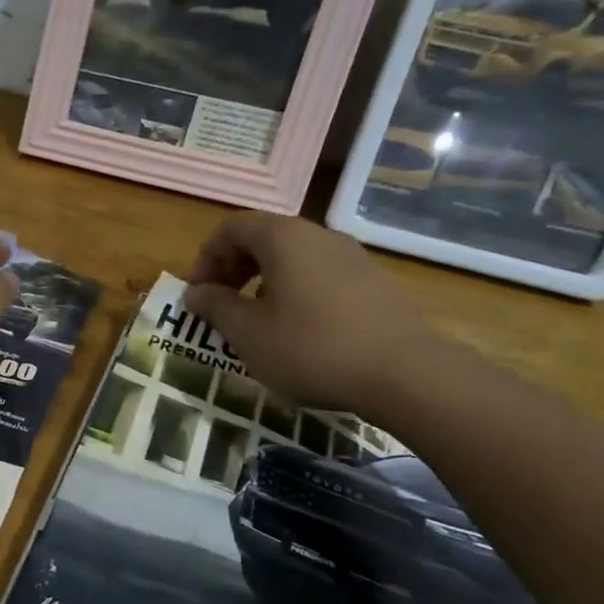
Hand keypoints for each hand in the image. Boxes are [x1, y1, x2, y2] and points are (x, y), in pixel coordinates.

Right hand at [183, 212, 443, 411]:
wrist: (407, 375)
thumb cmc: (312, 348)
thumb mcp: (248, 333)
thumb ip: (216, 307)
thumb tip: (196, 293)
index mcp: (284, 238)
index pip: (231, 228)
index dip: (206, 257)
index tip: (199, 294)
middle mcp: (318, 236)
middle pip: (263, 237)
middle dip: (233, 268)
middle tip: (220, 304)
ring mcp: (352, 257)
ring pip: (293, 257)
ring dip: (262, 281)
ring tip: (256, 320)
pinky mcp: (373, 282)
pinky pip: (319, 274)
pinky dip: (294, 291)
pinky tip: (297, 330)